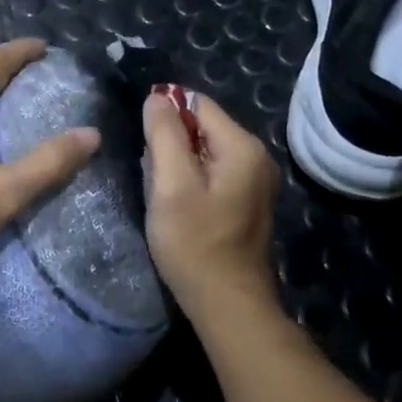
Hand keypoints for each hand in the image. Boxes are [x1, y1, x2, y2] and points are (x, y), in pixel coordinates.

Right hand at [142, 90, 279, 320]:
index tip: (144, 145)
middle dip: (172, 142)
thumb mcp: (171, 184)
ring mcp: (256, 181)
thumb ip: (164, 134)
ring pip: (205, 150)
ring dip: (179, 163)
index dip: (165, 115)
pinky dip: (192, 179)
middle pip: (202, 126)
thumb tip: (157, 96)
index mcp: (242, 146)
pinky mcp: (248, 201)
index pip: (197, 103)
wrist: (228, 305)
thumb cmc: (195, 243)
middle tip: (153, 175)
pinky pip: (214, 172)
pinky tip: (179, 205)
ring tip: (164, 192)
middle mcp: (257, 156)